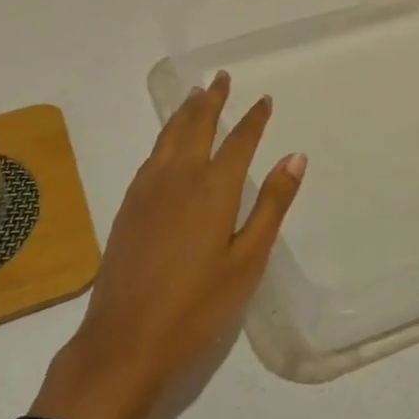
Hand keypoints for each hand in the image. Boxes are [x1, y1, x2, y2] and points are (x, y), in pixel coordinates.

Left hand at [31, 72, 304, 418]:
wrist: (124, 340)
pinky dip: (165, 136)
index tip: (263, 99)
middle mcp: (179, 176)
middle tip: (221, 77)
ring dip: (185, 112)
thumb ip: (270, 205)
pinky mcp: (129, 204)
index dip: (253, 118)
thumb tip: (294, 157)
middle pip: (197, 125)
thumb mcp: (247, 261)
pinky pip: (152, 154)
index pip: (239, 140)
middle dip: (212, 100)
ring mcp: (148, 188)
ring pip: (169, 135)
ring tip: (195, 95)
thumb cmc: (197, 307)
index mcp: (213, 188)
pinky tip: (167, 143)